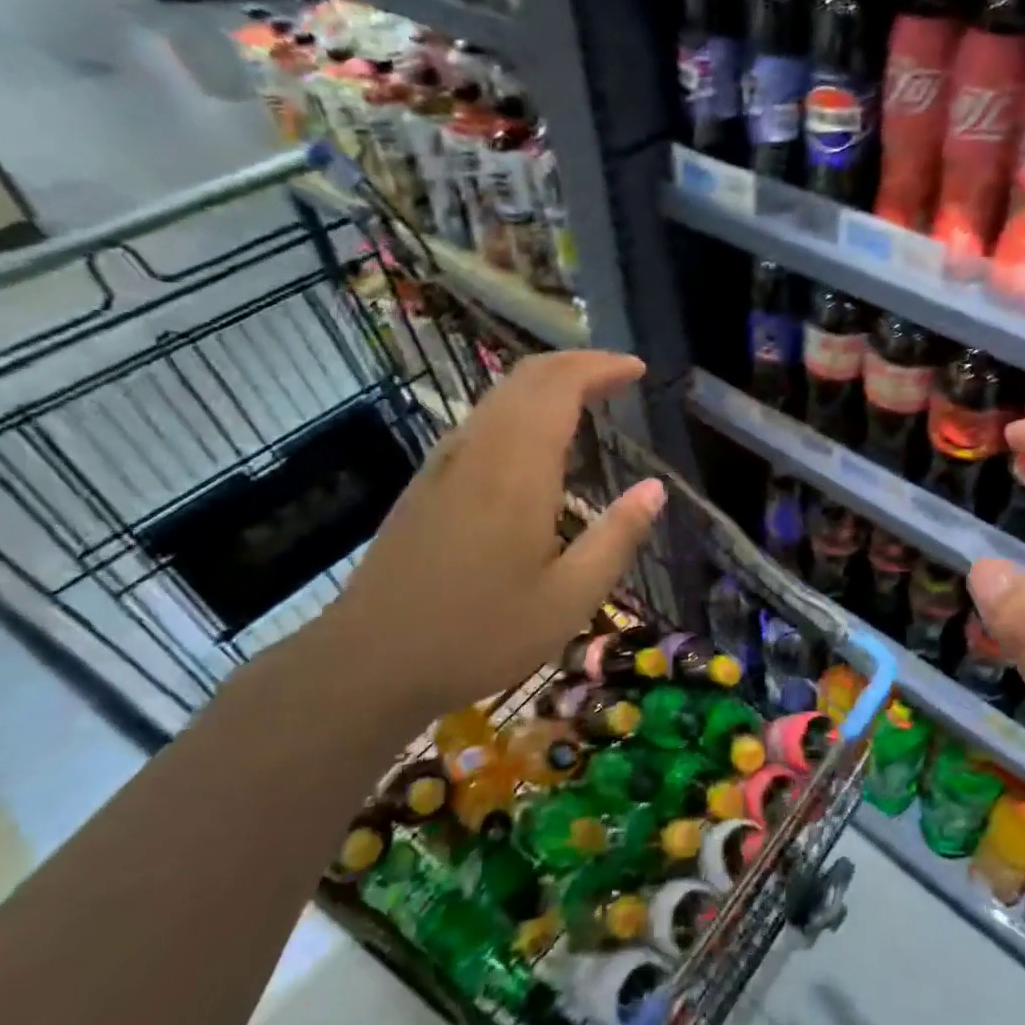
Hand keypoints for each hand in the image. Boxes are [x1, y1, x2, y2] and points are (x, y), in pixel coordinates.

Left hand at [313, 351, 664, 719]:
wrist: (369, 661)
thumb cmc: (479, 634)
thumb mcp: (568, 599)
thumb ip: (616, 537)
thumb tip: (655, 488)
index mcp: (518, 471)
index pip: (560, 387)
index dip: (601, 367)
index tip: (637, 370)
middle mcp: (480, 450)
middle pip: (528, 377)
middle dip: (578, 363)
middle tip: (619, 375)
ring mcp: (446, 462)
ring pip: (500, 394)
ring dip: (547, 382)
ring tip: (586, 397)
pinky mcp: (427, 481)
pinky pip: (482, 419)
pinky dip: (519, 406)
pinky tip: (534, 441)